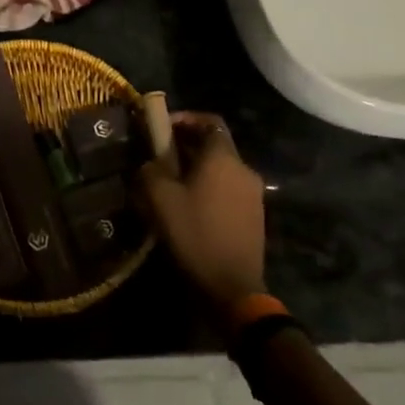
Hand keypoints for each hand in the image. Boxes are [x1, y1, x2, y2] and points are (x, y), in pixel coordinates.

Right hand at [137, 111, 268, 316]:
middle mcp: (243, 169)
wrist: (232, 286)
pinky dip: (208, 186)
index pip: (210, 121)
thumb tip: (151, 163)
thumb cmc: (195, 233)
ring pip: (221, 168)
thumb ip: (151, 170)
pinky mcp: (254, 215)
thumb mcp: (160, 199)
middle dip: (186, 145)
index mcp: (223, 158)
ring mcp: (253, 193)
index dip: (185, 118)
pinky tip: (189, 205)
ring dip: (196, 167)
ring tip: (170, 182)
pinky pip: (228, 188)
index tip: (162, 127)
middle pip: (214, 144)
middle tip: (159, 156)